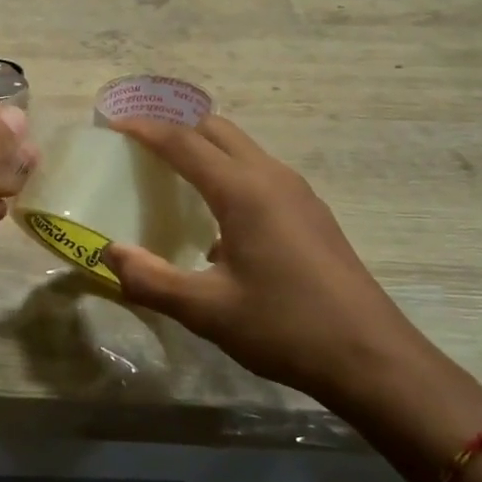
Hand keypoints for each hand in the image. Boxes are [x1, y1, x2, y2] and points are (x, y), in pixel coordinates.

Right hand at [101, 115, 481, 481]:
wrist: (371, 357)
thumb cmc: (285, 327)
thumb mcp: (207, 311)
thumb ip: (151, 280)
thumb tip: (109, 254)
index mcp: (243, 190)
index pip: (184, 141)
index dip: (145, 129)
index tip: (112, 125)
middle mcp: (272, 177)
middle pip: (216, 130)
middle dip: (175, 125)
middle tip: (138, 141)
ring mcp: (297, 193)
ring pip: (242, 148)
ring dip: (204, 147)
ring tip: (170, 171)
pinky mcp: (311, 213)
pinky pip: (258, 172)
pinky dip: (227, 171)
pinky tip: (215, 217)